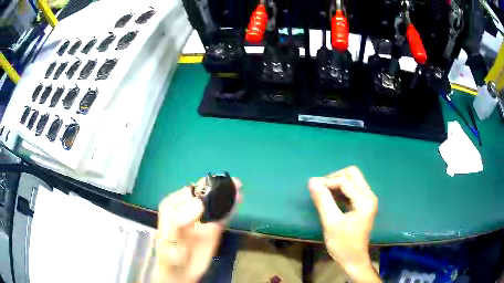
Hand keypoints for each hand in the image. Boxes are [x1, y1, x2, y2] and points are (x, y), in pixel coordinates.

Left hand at [154, 178, 240, 282]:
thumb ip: (179, 221)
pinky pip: (223, 215)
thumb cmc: (169, 256)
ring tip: (238, 187)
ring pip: (215, 203)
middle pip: (204, 194)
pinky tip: (238, 200)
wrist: (181, 273)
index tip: (213, 193)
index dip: (201, 191)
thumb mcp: (169, 239)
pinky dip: (231, 207)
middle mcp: (188, 208)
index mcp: (173, 206)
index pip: (188, 193)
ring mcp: (202, 218)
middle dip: (217, 187)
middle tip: (232, 183)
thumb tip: (199, 203)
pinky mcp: (214, 228)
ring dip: (226, 195)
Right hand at [309, 166, 379, 282]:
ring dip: (337, 183)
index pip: (345, 181)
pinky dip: (341, 189)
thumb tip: (312, 180)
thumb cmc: (343, 244)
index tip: (313, 189)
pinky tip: (332, 199)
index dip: (327, 182)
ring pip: (353, 179)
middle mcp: (369, 195)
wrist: (353, 259)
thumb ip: (323, 200)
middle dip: (335, 177)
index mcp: (365, 200)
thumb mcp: (331, 222)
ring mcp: (368, 199)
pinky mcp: (365, 204)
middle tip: (321, 189)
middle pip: (352, 174)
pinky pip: (353, 188)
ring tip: (324, 193)